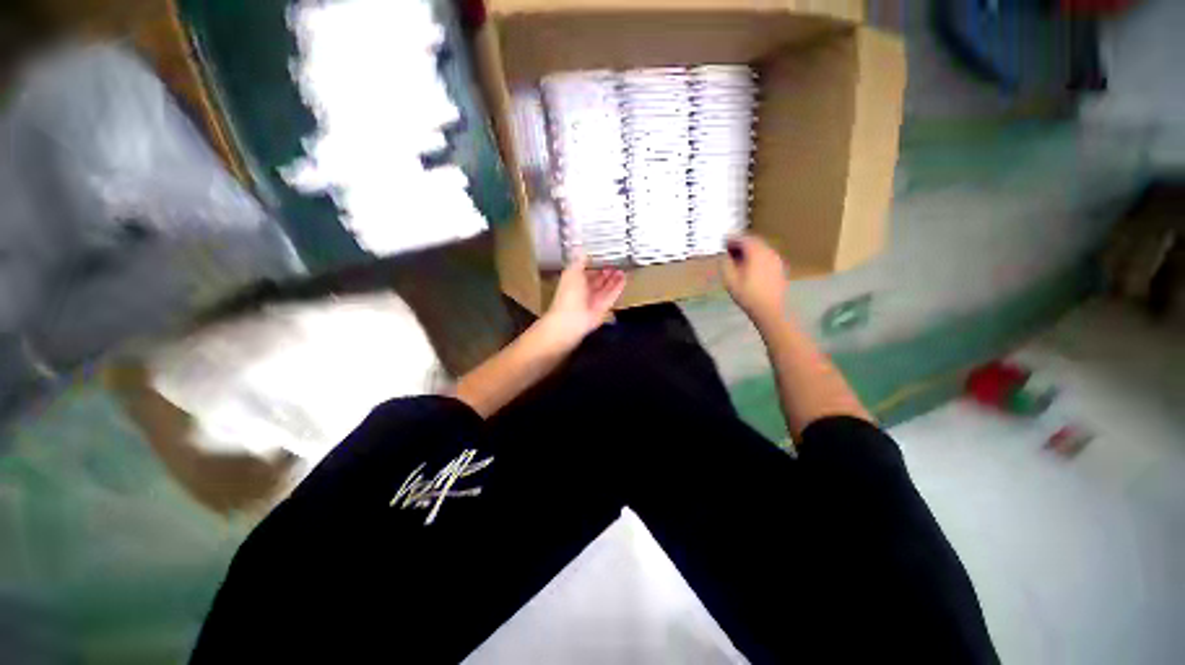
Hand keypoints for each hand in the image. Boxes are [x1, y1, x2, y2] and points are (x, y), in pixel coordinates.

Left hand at [540, 254, 626, 348]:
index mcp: (573, 282)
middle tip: (615, 263)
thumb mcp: (572, 272)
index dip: (593, 265)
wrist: (570, 320)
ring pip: (605, 288)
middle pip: (597, 280)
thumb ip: (579, 261)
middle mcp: (583, 291)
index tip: (602, 257)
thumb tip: (581, 250)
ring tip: (622, 270)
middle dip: (605, 272)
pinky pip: (612, 296)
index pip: (585, 272)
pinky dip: (618, 288)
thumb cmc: (568, 295)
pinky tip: (624, 280)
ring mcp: (593, 301)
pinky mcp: (602, 308)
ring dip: (614, 279)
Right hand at [721, 234, 787, 324]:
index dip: (731, 239)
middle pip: (754, 241)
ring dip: (749, 250)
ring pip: (761, 248)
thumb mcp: (730, 280)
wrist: (770, 310)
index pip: (743, 239)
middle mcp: (768, 251)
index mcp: (756, 252)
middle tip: (729, 249)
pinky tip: (750, 267)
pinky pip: (766, 256)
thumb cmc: (748, 295)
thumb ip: (726, 264)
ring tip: (738, 258)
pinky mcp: (779, 268)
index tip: (723, 242)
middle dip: (741, 243)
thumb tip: (725, 255)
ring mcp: (776, 259)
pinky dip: (757, 257)